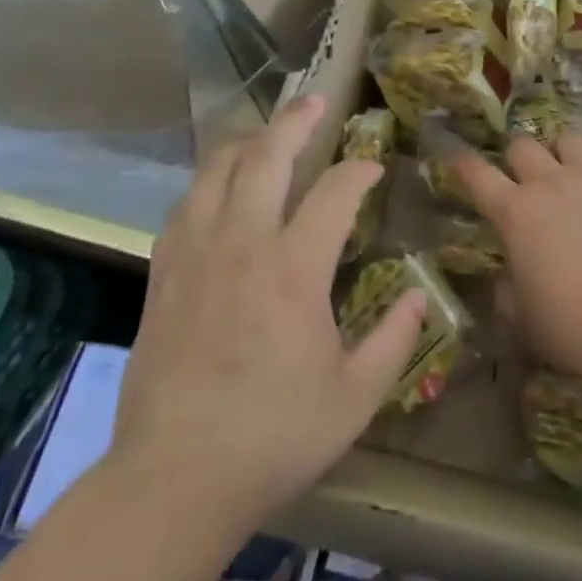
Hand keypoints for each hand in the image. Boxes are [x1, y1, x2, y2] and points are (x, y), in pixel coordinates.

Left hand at [112, 95, 425, 527]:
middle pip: (267, 156)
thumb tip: (417, 295)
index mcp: (295, 270)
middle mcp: (244, 244)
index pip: (336, 192)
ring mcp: (197, 254)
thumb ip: (394, 341)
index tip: (373, 168)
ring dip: (247, 141)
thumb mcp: (354, 399)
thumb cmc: (273, 437)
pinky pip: (184, 205)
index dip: (359, 170)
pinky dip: (208, 182)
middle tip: (316, 100)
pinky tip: (218, 187)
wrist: (172, 480)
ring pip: (217, 169)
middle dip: (296, 120)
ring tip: (267, 133)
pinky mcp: (163, 273)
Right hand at [454, 133, 581, 382]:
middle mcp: (550, 184)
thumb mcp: (525, 319)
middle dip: (517, 155)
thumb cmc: (572, 324)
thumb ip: (509, 292)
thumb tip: (508, 280)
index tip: (458, 156)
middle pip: (523, 145)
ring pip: (570, 140)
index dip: (464, 164)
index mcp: (515, 213)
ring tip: (569, 170)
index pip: (478, 175)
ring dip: (563, 151)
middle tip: (522, 175)